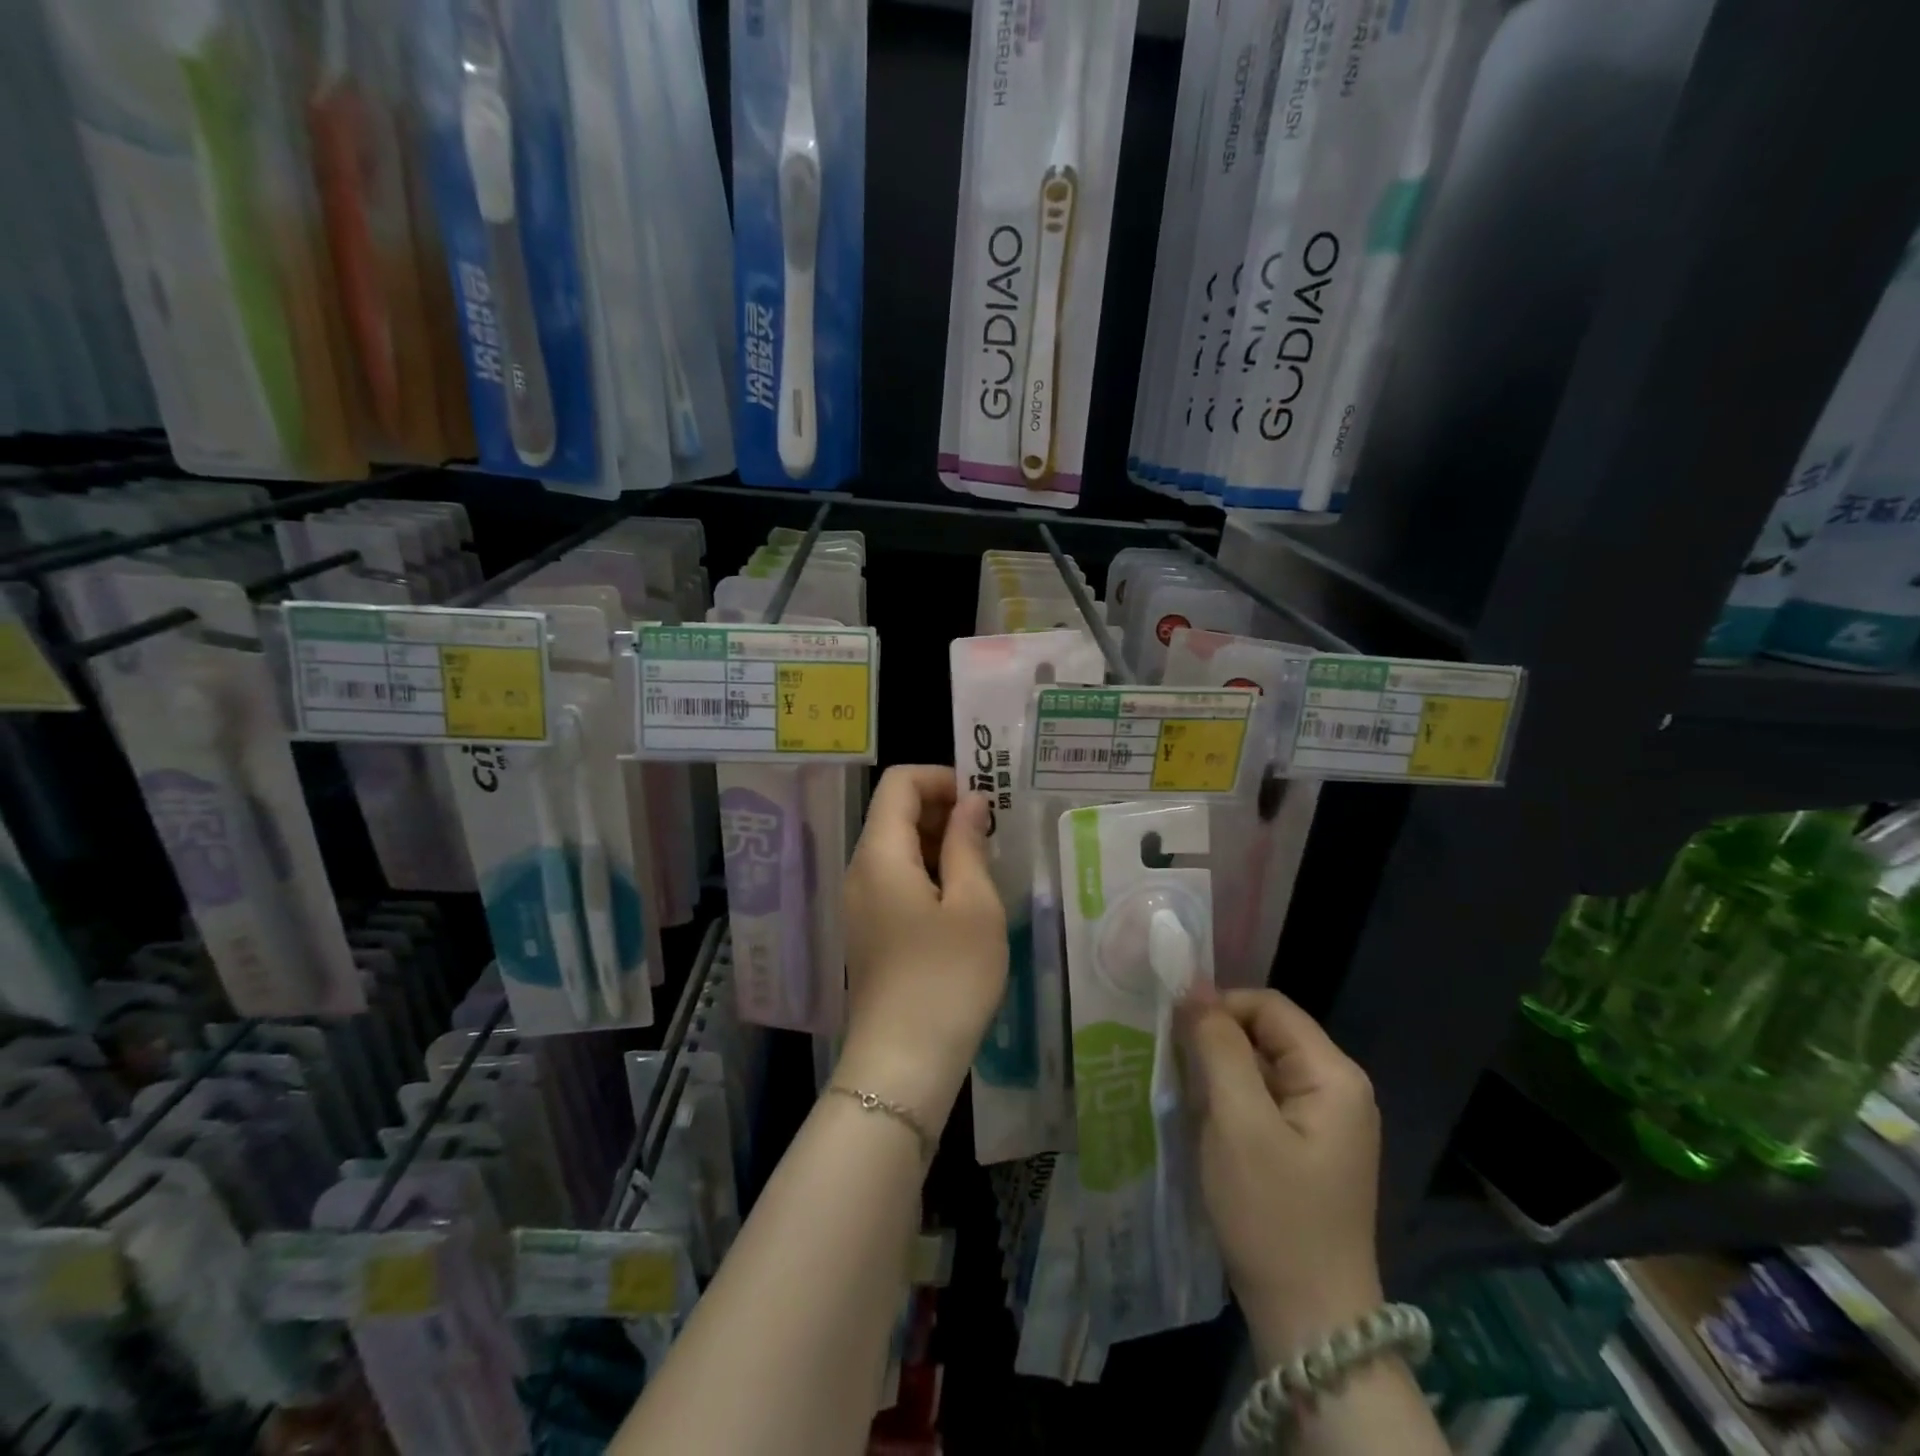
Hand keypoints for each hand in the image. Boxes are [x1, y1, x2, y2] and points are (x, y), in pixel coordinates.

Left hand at [839, 766, 1007, 1122]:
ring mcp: (860, 902)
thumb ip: (969, 844)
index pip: (900, 782)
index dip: (942, 778)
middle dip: (943, 809)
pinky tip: (963, 900)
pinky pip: (896, 879)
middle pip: (894, 812)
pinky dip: (929, 872)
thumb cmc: (946, 979)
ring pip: (897, 847)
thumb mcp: (974, 906)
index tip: (984, 801)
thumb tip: (972, 803)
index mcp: (880, 854)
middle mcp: (860, 870)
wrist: (901, 1065)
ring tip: (985, 866)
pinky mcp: (869, 930)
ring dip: (940, 842)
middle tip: (994, 833)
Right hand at [1178, 988, 1383, 1364]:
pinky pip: (1264, 1099)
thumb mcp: (1237, 1121)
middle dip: (1218, 1043)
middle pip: (1266, 1033)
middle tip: (1176, 1069)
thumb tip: (1193, 988)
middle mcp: (1338, 1088)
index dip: (1219, 1008)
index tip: (1175, 1034)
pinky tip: (1207, 1126)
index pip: (1268, 1006)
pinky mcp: (1309, 1147)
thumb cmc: (1274, 1214)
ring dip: (1220, 1073)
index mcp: (1334, 1074)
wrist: (1311, 1322)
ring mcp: (1326, 1120)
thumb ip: (1217, 1047)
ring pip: (1261, 1066)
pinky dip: (1232, 1101)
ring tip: (1187, 1098)